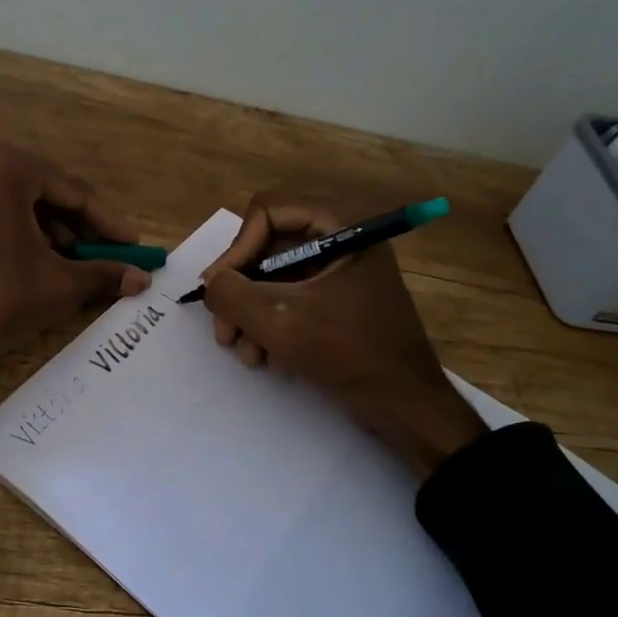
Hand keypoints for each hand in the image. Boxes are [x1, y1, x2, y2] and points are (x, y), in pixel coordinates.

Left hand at [0, 144, 151, 368]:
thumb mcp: (58, 286)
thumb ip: (103, 274)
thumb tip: (142, 278)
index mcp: (10, 168)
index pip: (77, 193)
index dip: (110, 225)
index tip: (134, 248)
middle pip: (48, 197)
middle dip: (80, 231)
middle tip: (104, 260)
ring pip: (20, 209)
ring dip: (51, 237)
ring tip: (69, 270)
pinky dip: (20, 240)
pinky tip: (31, 269)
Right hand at [201, 195, 485, 475]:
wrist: (406, 405)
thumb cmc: (348, 353)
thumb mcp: (279, 322)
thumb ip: (231, 294)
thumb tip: (212, 283)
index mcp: (341, 225)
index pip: (268, 212)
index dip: (237, 250)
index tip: (220, 291)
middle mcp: (343, 238)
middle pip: (268, 247)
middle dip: (241, 293)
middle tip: (224, 332)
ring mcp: (343, 271)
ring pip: (276, 278)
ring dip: (253, 316)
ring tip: (247, 354)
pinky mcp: (341, 300)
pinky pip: (294, 299)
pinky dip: (275, 326)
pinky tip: (271, 360)